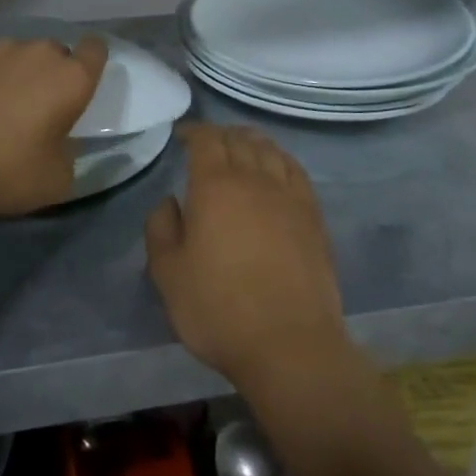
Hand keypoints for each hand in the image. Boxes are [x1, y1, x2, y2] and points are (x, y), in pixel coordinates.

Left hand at [0, 36, 107, 217]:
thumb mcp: (59, 179)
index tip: (81, 85)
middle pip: (55, 52)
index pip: (96, 49)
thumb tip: (58, 140)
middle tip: (37, 107)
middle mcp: (39, 53)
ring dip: (16, 71)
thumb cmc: (8, 172)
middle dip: (51, 73)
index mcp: (72, 79)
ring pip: (18, 52)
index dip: (91, 62)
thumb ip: (68, 150)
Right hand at [145, 124, 348, 388]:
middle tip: (207, 142)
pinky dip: (281, 160)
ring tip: (241, 147)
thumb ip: (161, 228)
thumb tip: (170, 202)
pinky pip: (296, 172)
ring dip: (252, 141)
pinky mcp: (314, 217)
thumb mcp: (167, 272)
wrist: (289, 344)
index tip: (182, 136)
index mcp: (215, 186)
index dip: (193, 131)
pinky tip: (277, 169)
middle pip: (240, 139)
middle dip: (221, 134)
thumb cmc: (218, 308)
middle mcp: (255, 179)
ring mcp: (290, 197)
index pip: (206, 140)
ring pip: (271, 151)